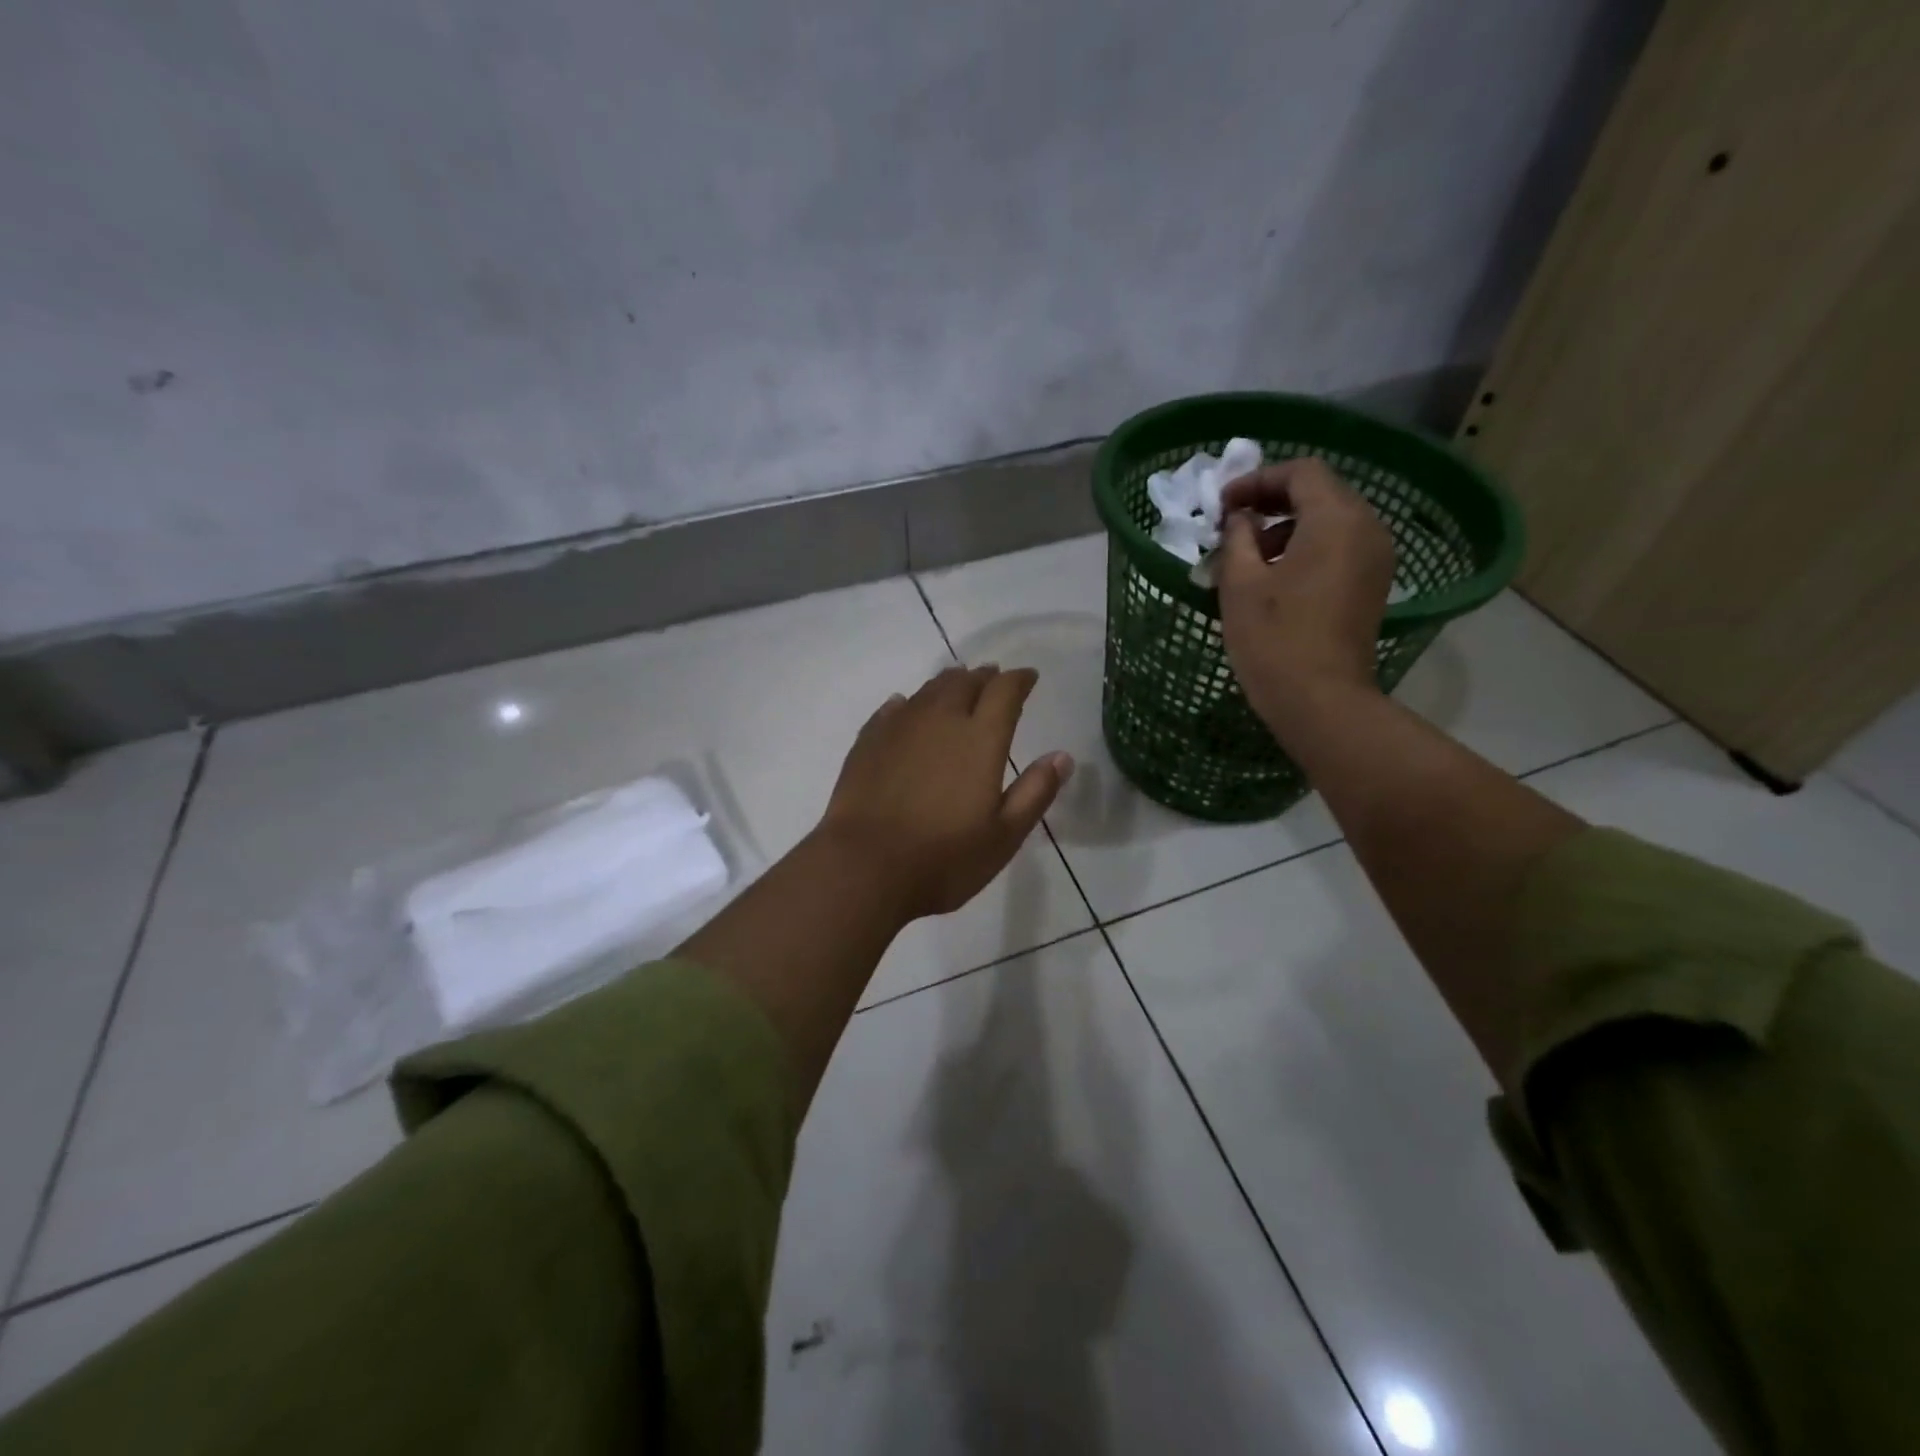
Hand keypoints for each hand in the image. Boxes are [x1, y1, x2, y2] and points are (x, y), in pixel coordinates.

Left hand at [818, 666, 1074, 918]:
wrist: (864, 867)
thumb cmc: (944, 858)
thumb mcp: (1004, 836)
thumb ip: (1035, 792)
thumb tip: (1062, 756)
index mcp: (980, 738)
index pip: (1005, 691)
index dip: (1019, 680)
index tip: (1029, 677)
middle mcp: (940, 720)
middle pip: (965, 682)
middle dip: (984, 678)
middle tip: (994, 679)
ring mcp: (899, 728)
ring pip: (928, 691)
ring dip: (948, 683)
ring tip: (957, 684)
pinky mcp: (868, 742)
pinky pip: (893, 709)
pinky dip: (908, 703)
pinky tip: (905, 706)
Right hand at [1215, 457, 1395, 725]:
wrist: (1321, 700)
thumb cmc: (1274, 639)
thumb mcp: (1240, 583)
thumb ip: (1237, 537)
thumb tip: (1239, 518)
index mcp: (1336, 519)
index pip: (1300, 472)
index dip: (1257, 480)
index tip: (1222, 506)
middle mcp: (1366, 528)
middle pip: (1320, 491)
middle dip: (1272, 500)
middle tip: (1232, 524)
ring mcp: (1375, 557)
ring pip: (1330, 520)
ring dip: (1287, 526)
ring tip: (1248, 554)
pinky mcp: (1372, 584)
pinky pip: (1340, 546)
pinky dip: (1306, 546)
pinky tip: (1275, 576)